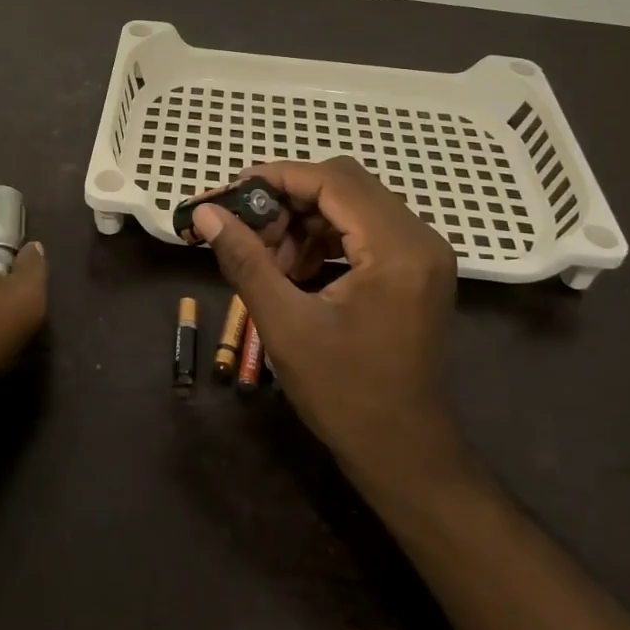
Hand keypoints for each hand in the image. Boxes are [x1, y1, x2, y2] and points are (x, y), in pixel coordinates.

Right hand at [193, 157, 471, 496]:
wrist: (403, 452)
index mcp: (397, 249)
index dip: (278, 177)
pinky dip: (325, 236)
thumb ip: (244, 260)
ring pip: (354, 204)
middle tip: (246, 225)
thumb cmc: (344, 393)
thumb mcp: (285, 324)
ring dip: (305, 218)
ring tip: (268, 255)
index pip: (334, 182)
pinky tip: (295, 268)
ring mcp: (423, 253)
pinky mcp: (417, 269)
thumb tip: (205, 213)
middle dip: (289, 197)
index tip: (232, 192)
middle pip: (346, 185)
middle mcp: (420, 238)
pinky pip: (365, 228)